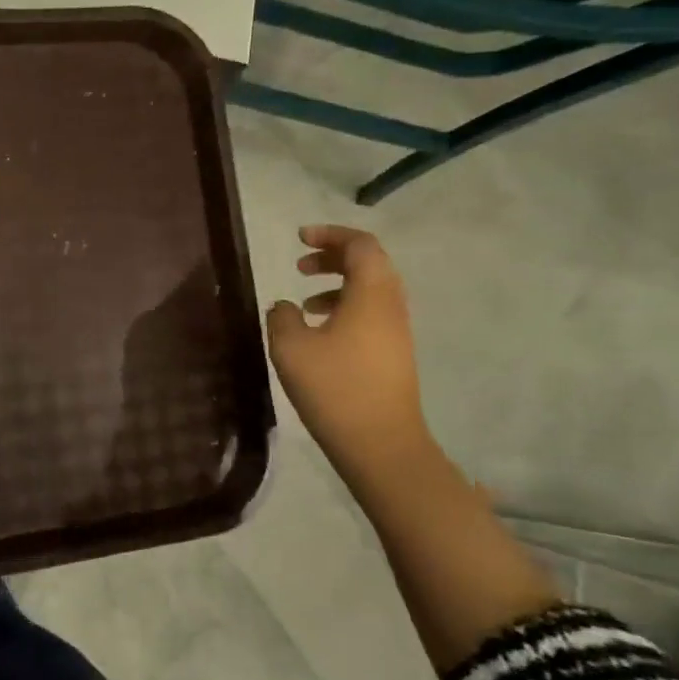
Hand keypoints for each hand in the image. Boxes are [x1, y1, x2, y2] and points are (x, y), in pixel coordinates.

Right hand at [266, 226, 434, 479]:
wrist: (381, 444)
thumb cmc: (334, 387)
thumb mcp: (291, 347)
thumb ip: (282, 317)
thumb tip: (285, 306)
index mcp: (371, 294)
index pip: (360, 245)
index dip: (330, 235)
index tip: (299, 238)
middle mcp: (391, 305)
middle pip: (369, 263)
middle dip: (334, 256)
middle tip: (300, 264)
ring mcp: (397, 331)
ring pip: (371, 290)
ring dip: (338, 284)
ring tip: (305, 300)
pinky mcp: (394, 353)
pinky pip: (371, 313)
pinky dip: (345, 307)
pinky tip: (319, 331)